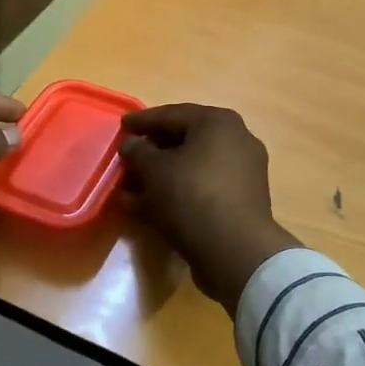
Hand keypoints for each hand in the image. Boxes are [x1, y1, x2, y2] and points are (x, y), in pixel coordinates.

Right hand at [119, 104, 298, 312]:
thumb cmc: (192, 196)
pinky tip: (147, 207)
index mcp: (219, 122)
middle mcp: (236, 140)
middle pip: (184, 140)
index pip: (172, 114)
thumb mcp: (154, 170)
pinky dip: (176, 192)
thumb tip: (132, 143)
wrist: (235, 251)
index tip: (122, 125)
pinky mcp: (241, 201)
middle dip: (152, 151)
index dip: (143, 120)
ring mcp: (242, 172)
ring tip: (129, 186)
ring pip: (191, 167)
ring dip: (160, 175)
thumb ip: (138, 151)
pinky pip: (201, 188)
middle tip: (126, 157)